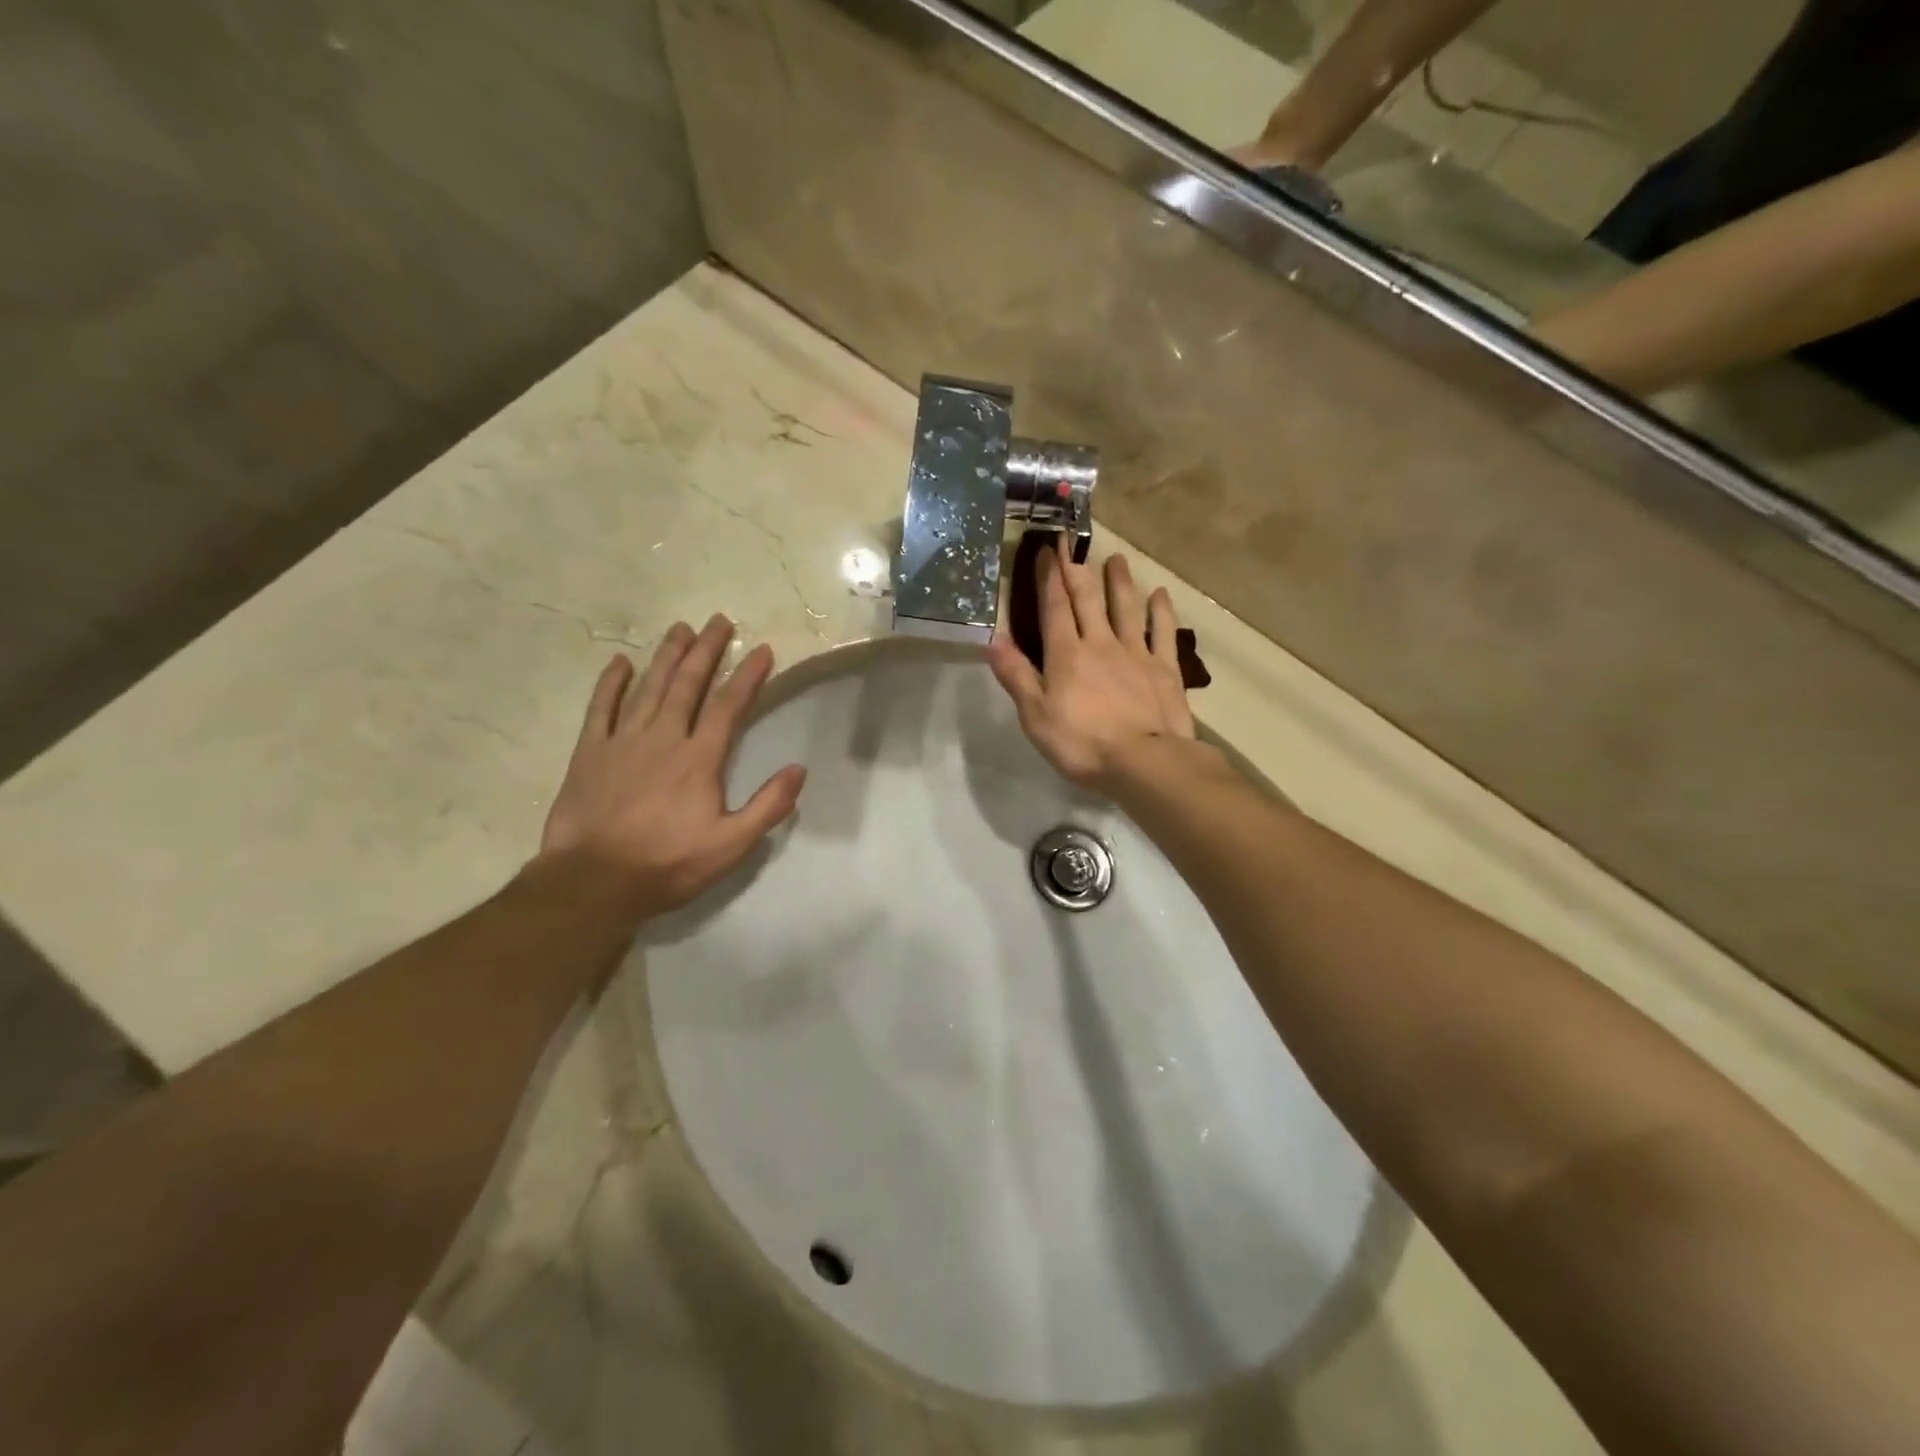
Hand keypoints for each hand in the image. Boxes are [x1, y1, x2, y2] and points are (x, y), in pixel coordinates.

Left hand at [540, 615, 805, 917]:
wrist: (594, 882)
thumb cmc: (668, 864)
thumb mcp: (731, 845)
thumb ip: (768, 806)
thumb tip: (799, 769)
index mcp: (700, 759)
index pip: (729, 707)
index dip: (748, 676)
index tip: (762, 650)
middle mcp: (664, 738)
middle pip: (688, 685)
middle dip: (707, 651)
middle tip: (719, 621)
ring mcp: (623, 742)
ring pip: (649, 688)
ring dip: (667, 656)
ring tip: (681, 628)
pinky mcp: (590, 753)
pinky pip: (601, 709)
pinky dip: (611, 684)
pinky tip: (620, 662)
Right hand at [987, 541, 1195, 790]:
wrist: (1144, 762)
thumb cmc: (1082, 744)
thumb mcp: (1036, 716)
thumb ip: (1016, 676)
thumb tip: (993, 639)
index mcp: (1066, 654)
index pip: (1053, 608)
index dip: (1048, 578)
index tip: (1045, 550)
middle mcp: (1101, 643)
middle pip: (1088, 599)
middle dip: (1077, 569)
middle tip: (1072, 541)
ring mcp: (1136, 652)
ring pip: (1126, 607)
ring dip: (1120, 581)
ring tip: (1116, 558)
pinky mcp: (1164, 668)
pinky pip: (1163, 632)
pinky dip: (1161, 611)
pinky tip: (1160, 595)